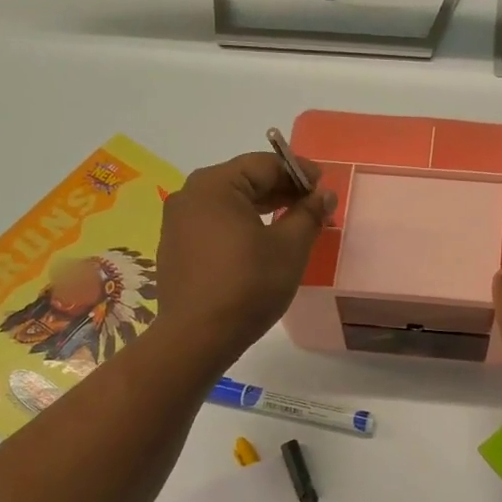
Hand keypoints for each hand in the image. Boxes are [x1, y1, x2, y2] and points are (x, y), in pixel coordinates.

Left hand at [154, 152, 336, 364]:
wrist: (197, 337)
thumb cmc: (248, 285)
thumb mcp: (289, 248)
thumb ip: (309, 214)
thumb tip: (323, 194)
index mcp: (215, 185)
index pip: (265, 164)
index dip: (300, 172)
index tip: (324, 188)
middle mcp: (190, 195)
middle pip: (245, 180)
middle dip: (283, 191)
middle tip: (314, 208)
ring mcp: (178, 222)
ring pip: (230, 203)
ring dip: (264, 209)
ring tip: (293, 225)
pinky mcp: (176, 247)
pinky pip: (215, 224)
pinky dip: (242, 226)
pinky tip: (261, 245)